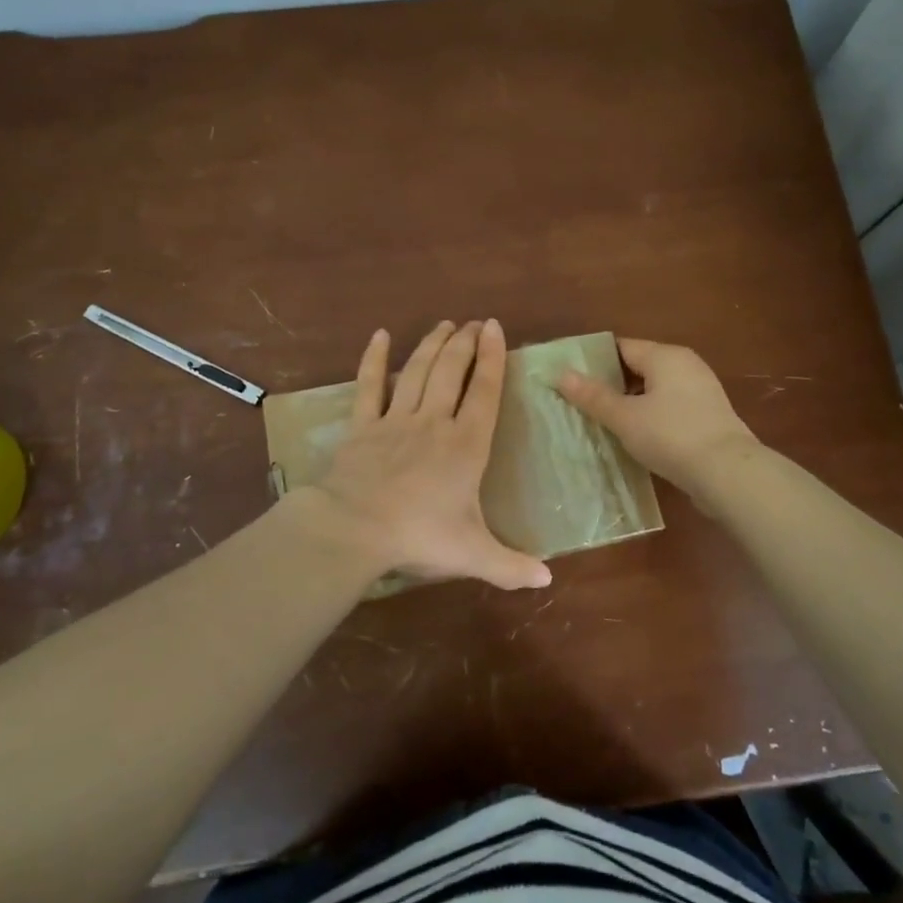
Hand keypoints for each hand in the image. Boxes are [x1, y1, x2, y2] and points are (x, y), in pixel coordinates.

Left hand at [305, 319, 550, 590]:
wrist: (354, 530)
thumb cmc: (419, 536)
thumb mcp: (473, 555)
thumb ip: (511, 565)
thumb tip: (548, 580)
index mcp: (466, 446)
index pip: (485, 392)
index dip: (493, 357)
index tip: (496, 327)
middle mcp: (434, 422)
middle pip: (451, 371)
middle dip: (465, 343)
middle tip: (474, 322)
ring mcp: (395, 420)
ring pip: (417, 371)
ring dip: (432, 344)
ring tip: (445, 324)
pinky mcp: (362, 427)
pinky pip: (369, 386)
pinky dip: (374, 360)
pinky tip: (380, 336)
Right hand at [554, 338, 756, 492]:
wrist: (728, 473)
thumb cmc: (671, 436)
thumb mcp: (625, 417)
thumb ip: (593, 396)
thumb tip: (562, 374)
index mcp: (665, 356)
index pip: (621, 347)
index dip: (594, 360)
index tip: (570, 378)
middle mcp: (686, 365)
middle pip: (639, 367)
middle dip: (611, 384)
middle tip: (581, 403)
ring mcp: (701, 390)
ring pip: (655, 390)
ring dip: (631, 403)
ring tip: (603, 422)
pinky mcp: (708, 416)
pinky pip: (670, 408)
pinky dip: (651, 417)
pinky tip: (635, 437)